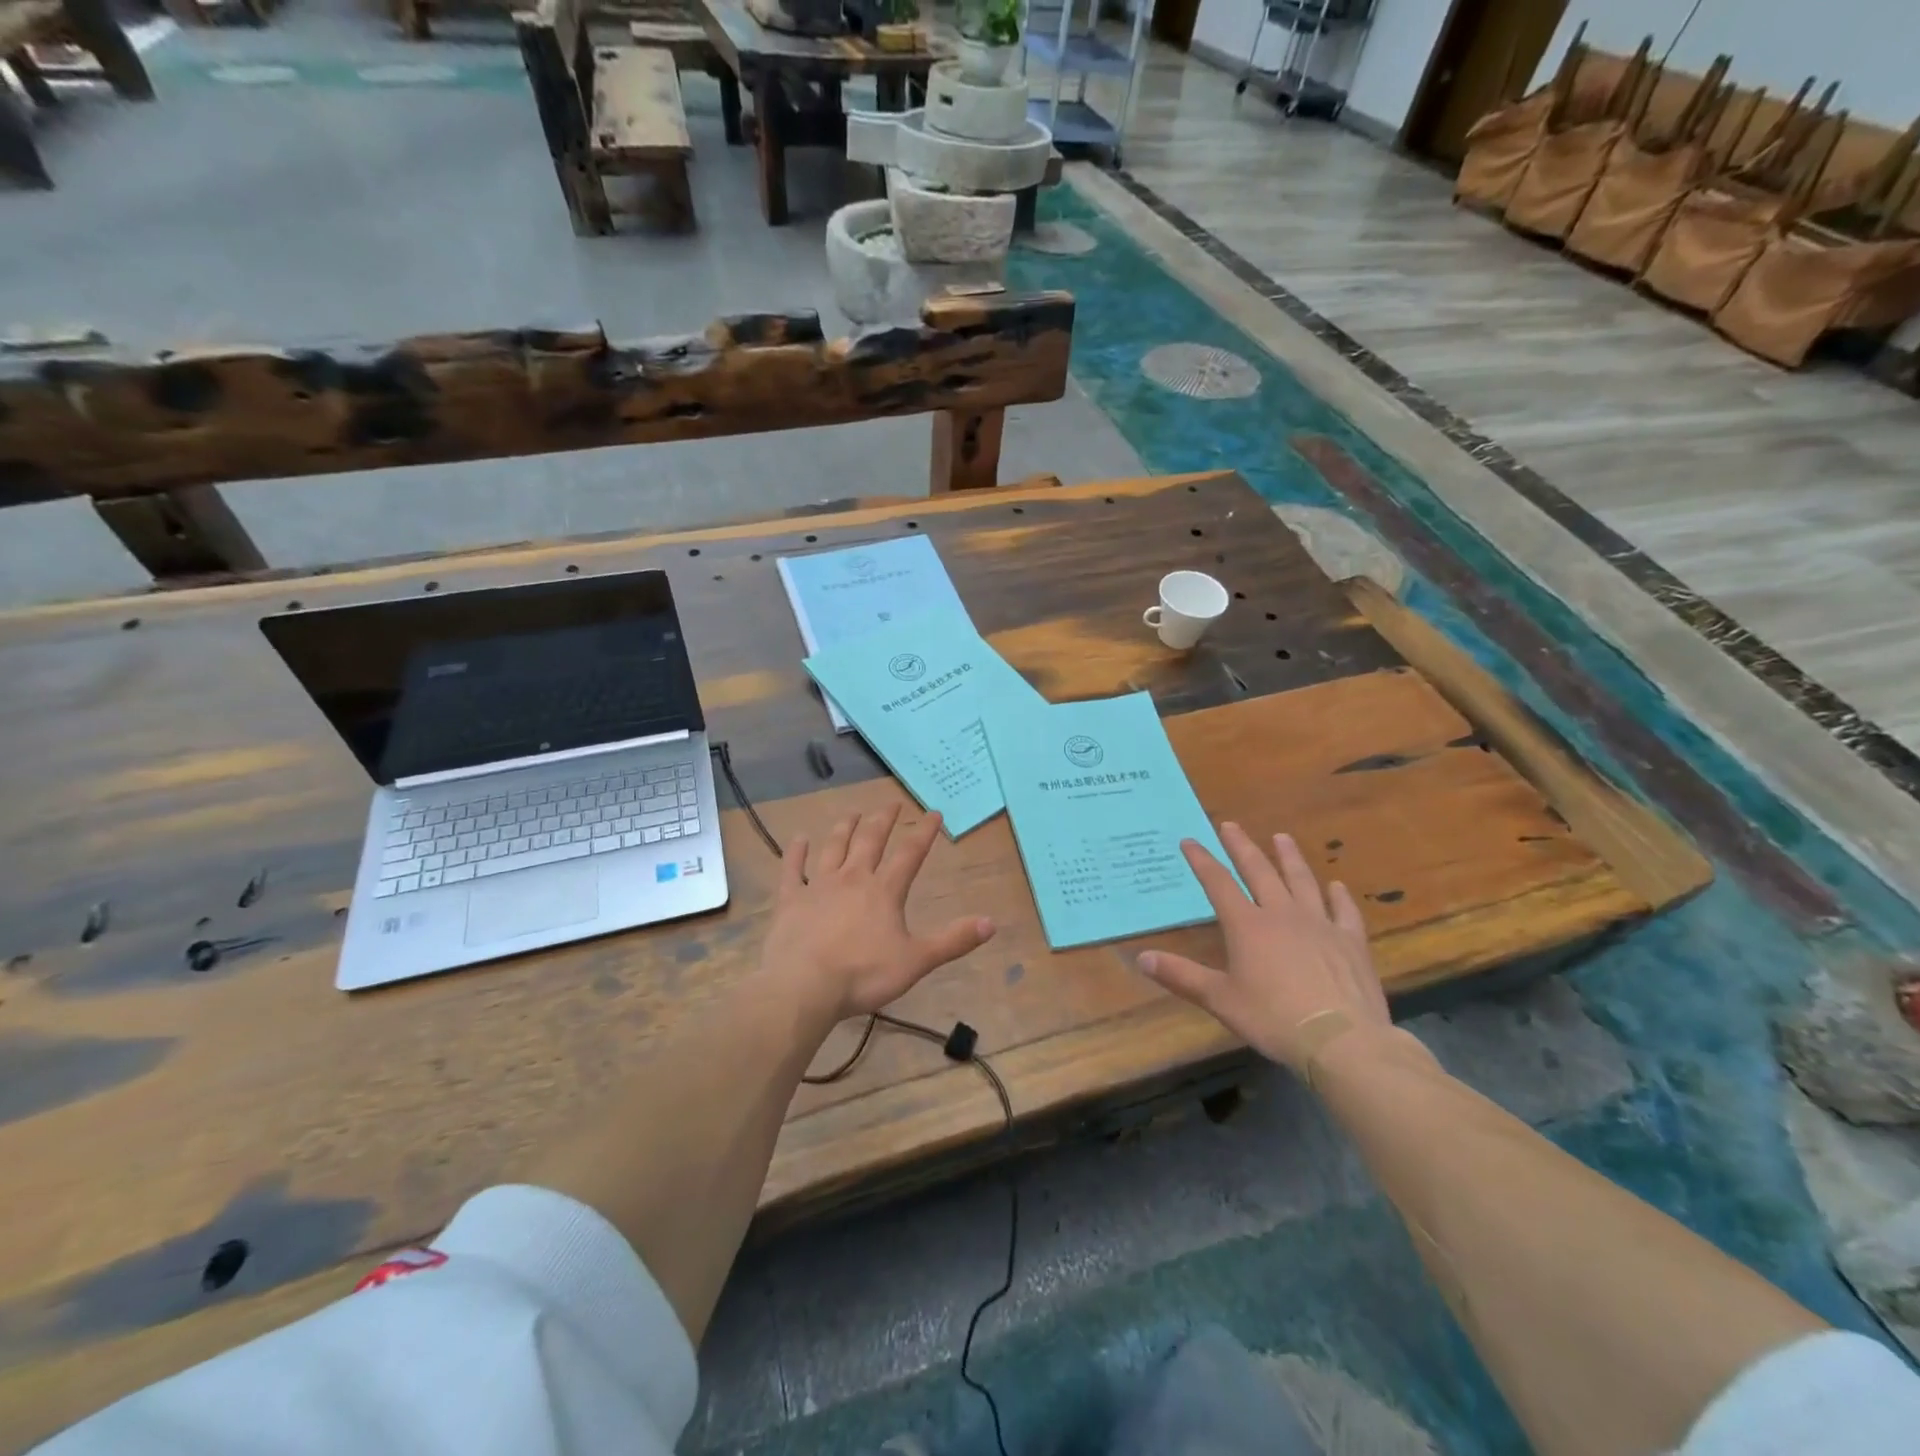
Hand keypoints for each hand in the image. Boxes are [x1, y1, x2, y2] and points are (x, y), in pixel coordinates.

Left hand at [766, 803, 994, 1023]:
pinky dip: (796, 852)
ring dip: (845, 828)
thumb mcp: (916, 961)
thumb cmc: (863, 975)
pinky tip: (798, 838)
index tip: (933, 812)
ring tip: (853, 813)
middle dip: (883, 820)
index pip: (909, 854)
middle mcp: (852, 878)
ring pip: (834, 847)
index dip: (923, 832)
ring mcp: (818, 885)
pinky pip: (792, 868)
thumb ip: (953, 941)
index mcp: (884, 891)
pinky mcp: (790, 899)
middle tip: (891, 804)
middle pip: (870, 840)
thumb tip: (992, 923)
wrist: (803, 986)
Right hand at [1138, 823, 1387, 1073]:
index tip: (1190, 840)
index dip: (1202, 860)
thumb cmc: (1273, 1019)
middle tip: (1231, 825)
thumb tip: (1141, 958)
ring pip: (1302, 881)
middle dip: (1242, 846)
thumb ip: (1181, 976)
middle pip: (1259, 871)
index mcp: (1247, 926)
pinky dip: (1339, 896)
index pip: (1218, 883)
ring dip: (1289, 857)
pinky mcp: (1350, 941)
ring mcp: (1320, 924)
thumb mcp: (1220, 1000)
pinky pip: (1343, 911)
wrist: (1341, 1040)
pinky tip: (1336, 885)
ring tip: (1282, 837)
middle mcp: (1282, 914)